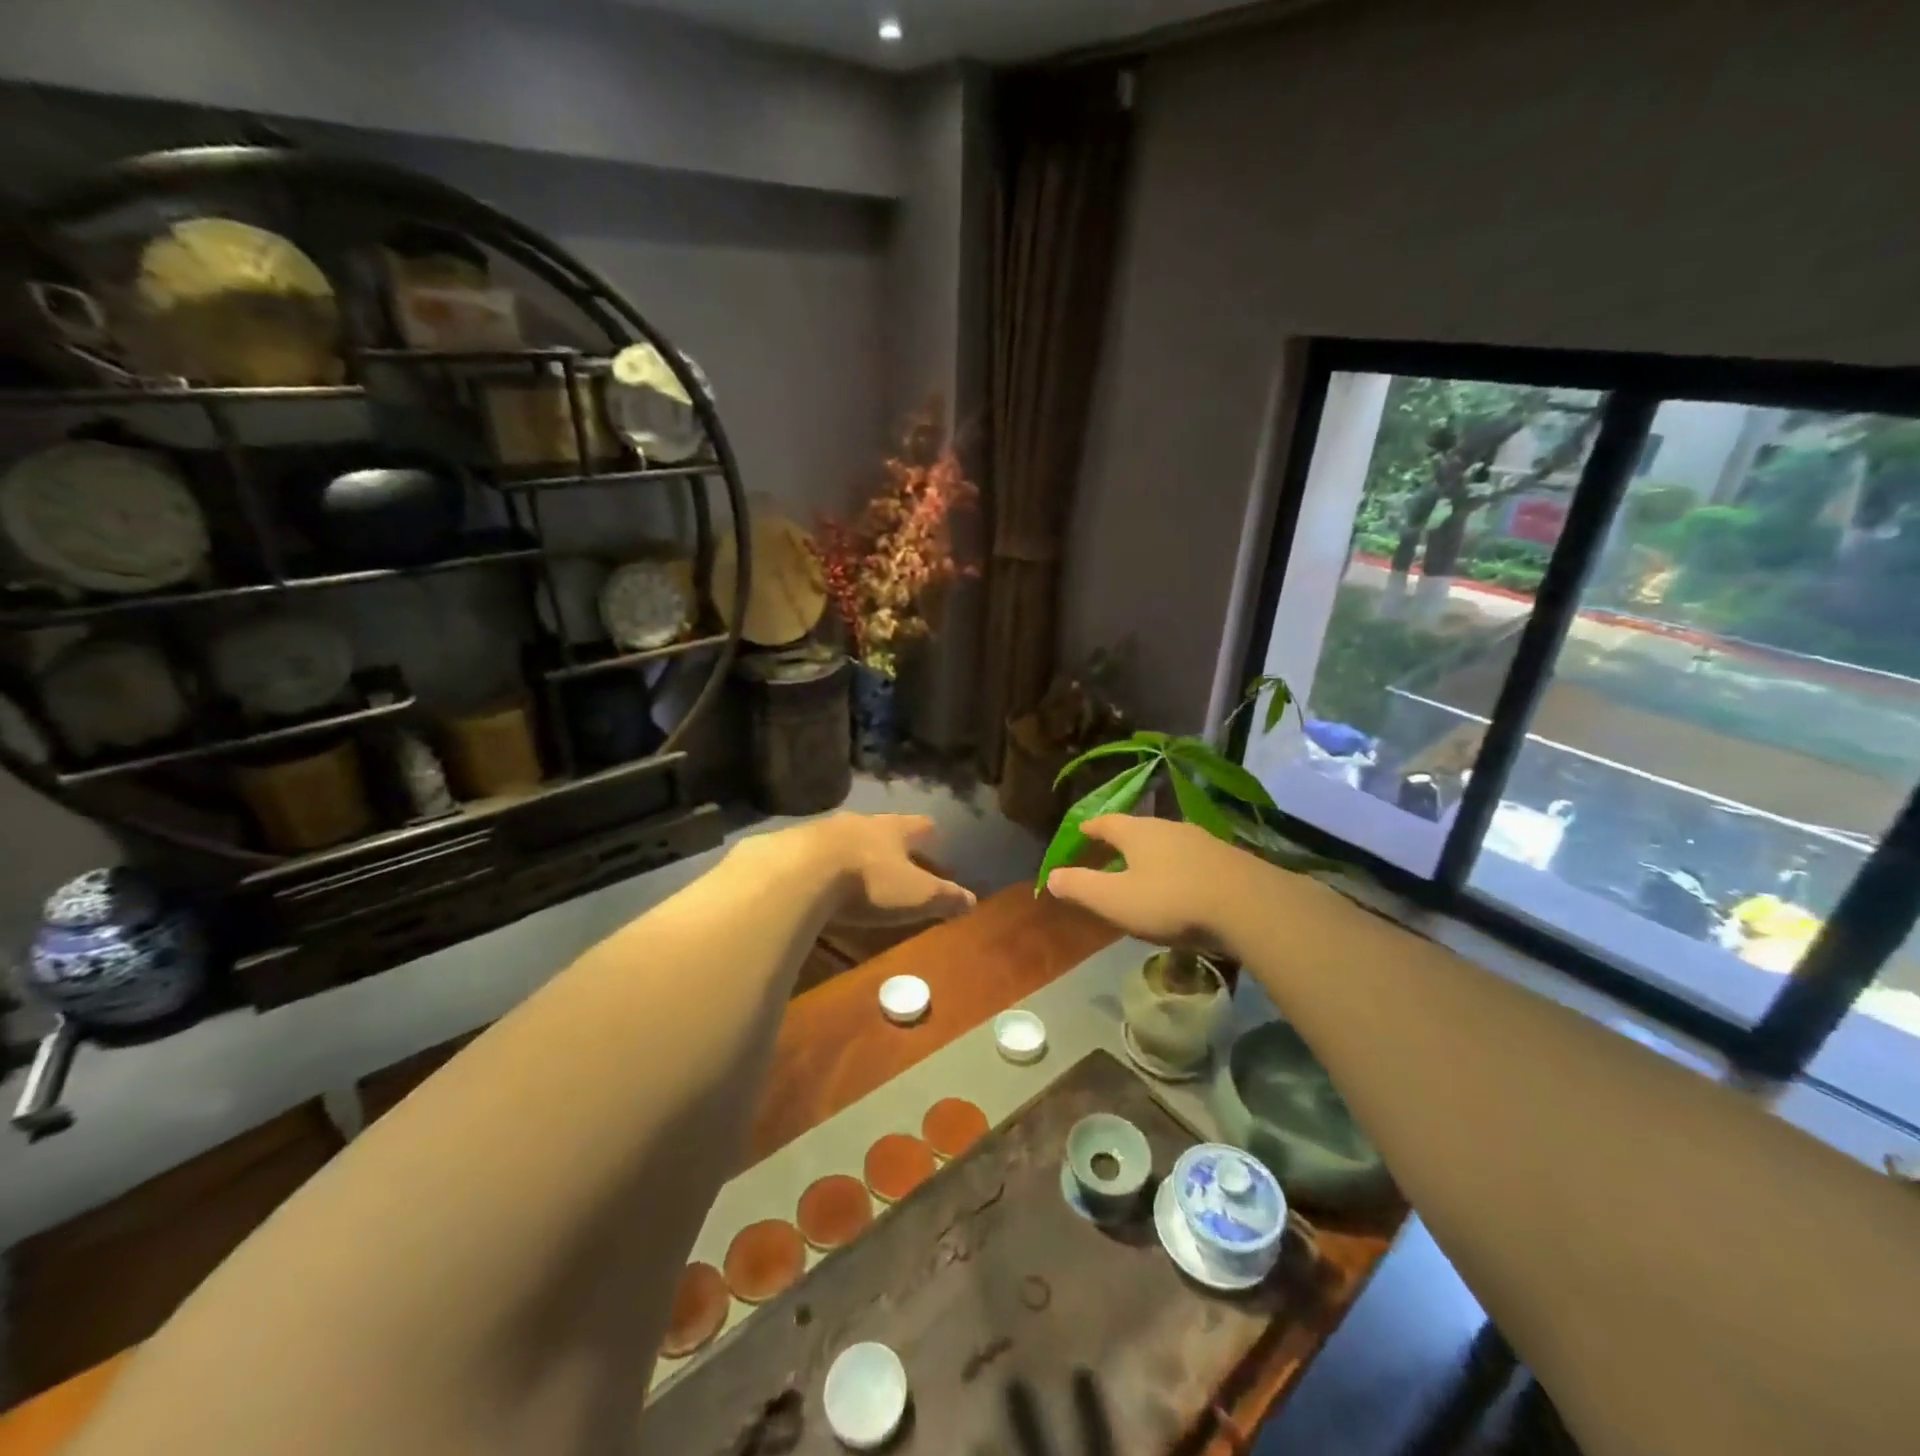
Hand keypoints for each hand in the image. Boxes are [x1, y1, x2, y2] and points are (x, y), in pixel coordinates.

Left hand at [810, 813, 976, 925]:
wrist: (798, 873)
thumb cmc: (869, 882)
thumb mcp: (915, 896)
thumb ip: (944, 897)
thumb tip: (972, 899)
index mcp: (894, 829)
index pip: (920, 825)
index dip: (929, 834)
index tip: (935, 839)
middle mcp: (861, 822)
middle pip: (882, 828)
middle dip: (890, 843)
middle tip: (897, 860)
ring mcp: (823, 830)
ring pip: (847, 837)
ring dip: (854, 852)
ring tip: (857, 872)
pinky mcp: (792, 846)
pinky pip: (814, 853)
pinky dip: (822, 865)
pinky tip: (819, 883)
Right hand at [1043, 815, 1262, 952]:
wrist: (1248, 905)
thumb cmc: (1171, 900)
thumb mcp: (1115, 900)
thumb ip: (1081, 887)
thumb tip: (1051, 876)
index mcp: (1137, 832)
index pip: (1106, 822)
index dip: (1091, 828)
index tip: (1081, 831)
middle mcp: (1169, 827)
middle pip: (1139, 828)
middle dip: (1123, 840)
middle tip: (1110, 852)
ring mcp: (1202, 841)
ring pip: (1169, 842)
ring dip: (1154, 854)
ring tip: (1146, 870)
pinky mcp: (1228, 859)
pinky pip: (1193, 858)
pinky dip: (1180, 867)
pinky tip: (1184, 884)